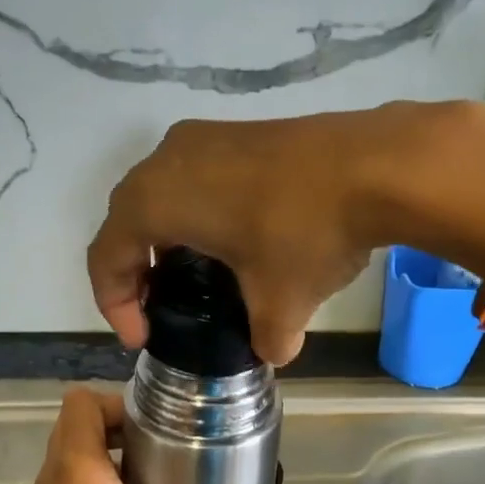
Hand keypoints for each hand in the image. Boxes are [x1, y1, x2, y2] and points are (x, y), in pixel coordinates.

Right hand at [87, 101, 484, 364]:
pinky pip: (195, 176)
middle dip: (136, 271)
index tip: (143, 338)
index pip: (107, 256)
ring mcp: (204, 137)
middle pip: (127, 221)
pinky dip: (196, 212)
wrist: (378, 163)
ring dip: (166, 238)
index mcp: (154, 200)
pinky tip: (232, 239)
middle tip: (161, 309)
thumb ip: (265, 338)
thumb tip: (273, 351)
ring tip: (195, 277)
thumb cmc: (306, 233)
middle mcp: (165, 159)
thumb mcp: (280, 303)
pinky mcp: (239, 132)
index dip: (115, 305)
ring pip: (161, 193)